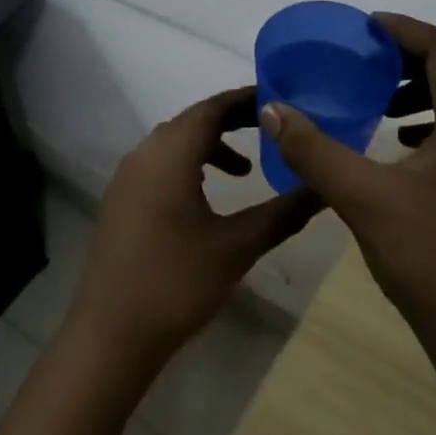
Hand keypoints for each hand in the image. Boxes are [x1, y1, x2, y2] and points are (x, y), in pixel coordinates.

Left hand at [69, 87, 322, 368]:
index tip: (280, 100)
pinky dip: (189, 166)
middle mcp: (144, 154)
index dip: (246, 100)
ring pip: (174, 143)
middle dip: (232, 122)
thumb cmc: (177, 283)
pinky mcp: (121, 200)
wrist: (111, 334)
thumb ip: (283, 213)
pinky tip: (207, 197)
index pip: (212, 108)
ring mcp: (127, 177)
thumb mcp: (237, 247)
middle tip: (272, 131)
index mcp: (170, 153)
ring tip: (245, 172)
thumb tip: (324, 189)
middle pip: (192, 121)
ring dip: (210, 147)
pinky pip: (160, 164)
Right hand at [260, 13, 435, 365]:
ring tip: (384, 107)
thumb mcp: (364, 202)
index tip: (366, 28)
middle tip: (375, 63)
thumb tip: (273, 109)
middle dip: (421, 52)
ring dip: (433, 86)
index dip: (405, 30)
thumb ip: (314, 151)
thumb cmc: (434, 263)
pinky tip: (404, 150)